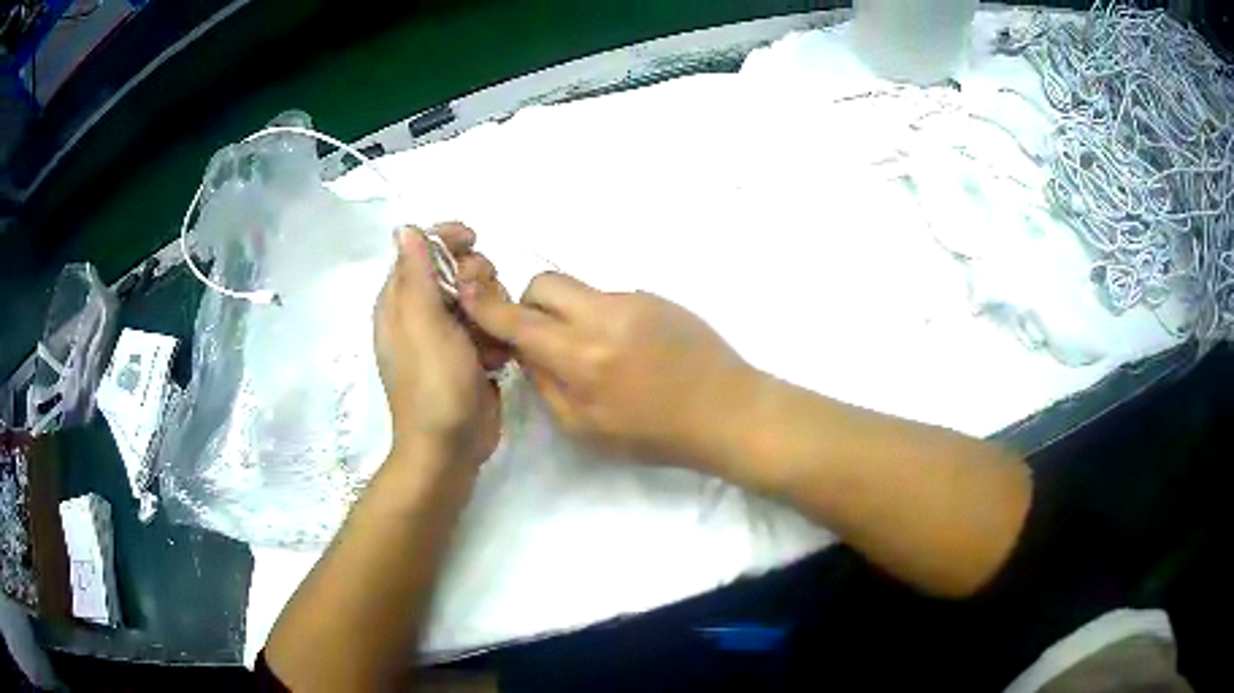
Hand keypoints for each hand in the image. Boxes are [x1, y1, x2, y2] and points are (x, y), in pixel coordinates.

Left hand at [374, 223, 509, 467]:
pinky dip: (497, 335)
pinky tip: (497, 358)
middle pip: (456, 268)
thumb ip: (416, 272)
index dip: (446, 238)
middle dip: (475, 278)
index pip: (422, 248)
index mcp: (399, 301)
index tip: (473, 239)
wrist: (451, 446)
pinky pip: (491, 325)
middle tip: (476, 304)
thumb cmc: (433, 382)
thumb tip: (405, 227)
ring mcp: (448, 335)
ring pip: (479, 296)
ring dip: (491, 310)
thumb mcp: (422, 322)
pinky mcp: (471, 354)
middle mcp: (421, 313)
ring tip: (489, 340)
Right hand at [460, 272, 755, 468]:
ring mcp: (633, 299)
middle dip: (530, 304)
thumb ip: (545, 384)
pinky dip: (601, 315)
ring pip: (578, 288)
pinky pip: (609, 297)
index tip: (467, 293)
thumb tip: (526, 351)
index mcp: (581, 356)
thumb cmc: (654, 434)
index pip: (518, 320)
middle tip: (544, 336)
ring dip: (568, 311)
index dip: (486, 306)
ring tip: (593, 349)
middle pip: (544, 283)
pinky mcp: (655, 296)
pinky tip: (626, 347)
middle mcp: (603, 316)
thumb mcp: (586, 428)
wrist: (726, 410)